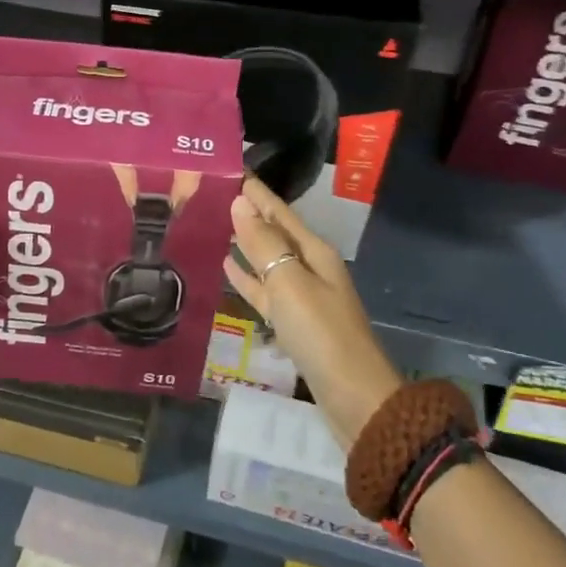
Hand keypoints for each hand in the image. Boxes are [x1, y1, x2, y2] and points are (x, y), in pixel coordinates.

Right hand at [222, 175, 402, 449]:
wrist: (353, 397)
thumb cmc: (321, 333)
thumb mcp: (290, 283)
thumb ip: (263, 244)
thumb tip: (239, 203)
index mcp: (314, 252)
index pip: (279, 211)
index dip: (256, 192)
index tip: (230, 169)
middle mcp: (309, 268)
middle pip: (274, 233)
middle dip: (248, 213)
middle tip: (212, 194)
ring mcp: (301, 297)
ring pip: (267, 260)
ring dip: (245, 243)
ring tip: (215, 225)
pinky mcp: (293, 323)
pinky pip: (264, 291)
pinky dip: (246, 278)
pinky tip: (227, 267)